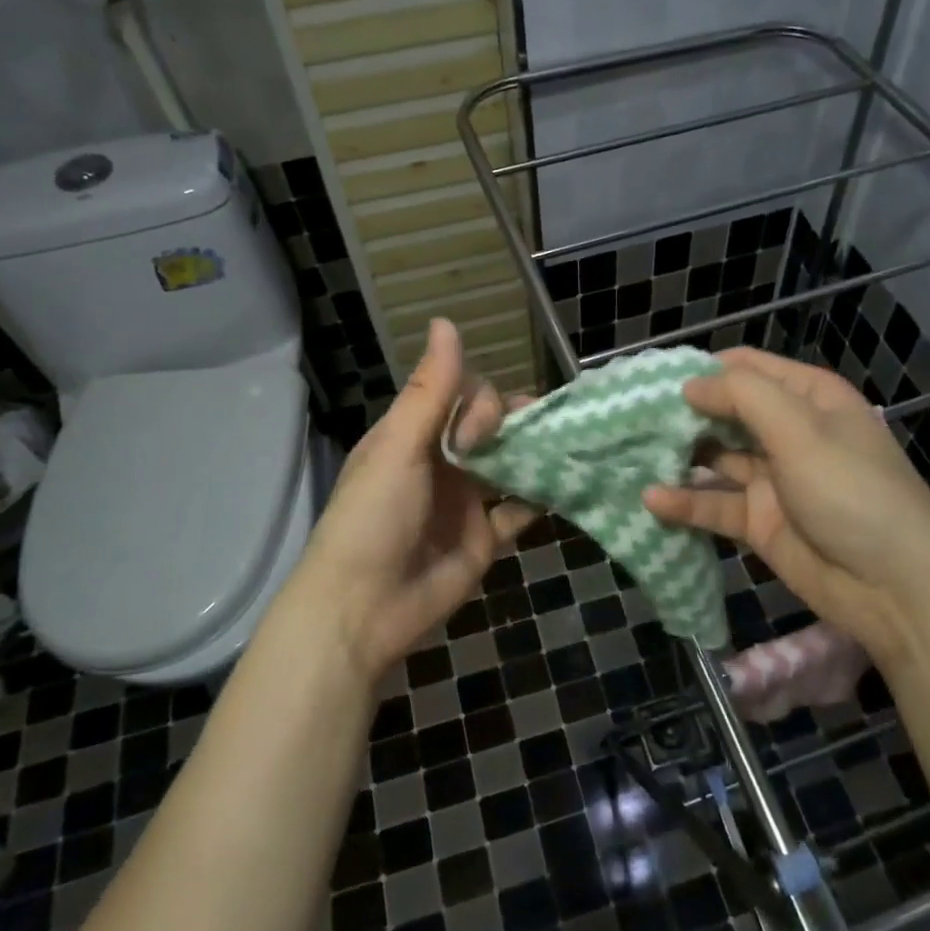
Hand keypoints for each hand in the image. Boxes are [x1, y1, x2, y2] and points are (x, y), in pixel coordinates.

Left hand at [281, 319, 537, 684]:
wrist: (363, 609)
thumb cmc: (373, 518)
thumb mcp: (398, 447)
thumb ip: (431, 389)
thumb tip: (446, 321)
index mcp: (413, 436)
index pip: (460, 396)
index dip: (481, 402)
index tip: (481, 429)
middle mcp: (441, 463)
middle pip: (488, 427)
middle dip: (514, 421)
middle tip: (538, 428)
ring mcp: (464, 502)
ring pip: (506, 465)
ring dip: (533, 453)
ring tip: (566, 445)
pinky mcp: (483, 540)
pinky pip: (517, 512)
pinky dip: (540, 499)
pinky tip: (565, 487)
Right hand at [643, 348, 929, 648]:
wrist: (896, 590)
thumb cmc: (853, 493)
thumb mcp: (802, 432)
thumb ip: (743, 397)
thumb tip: (691, 384)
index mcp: (810, 399)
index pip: (749, 369)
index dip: (705, 369)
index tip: (656, 377)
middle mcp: (790, 433)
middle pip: (728, 413)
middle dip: (685, 413)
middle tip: (632, 417)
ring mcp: (774, 480)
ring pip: (717, 459)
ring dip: (681, 457)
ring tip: (633, 454)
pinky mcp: (761, 522)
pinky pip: (717, 505)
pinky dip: (687, 503)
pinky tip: (652, 501)